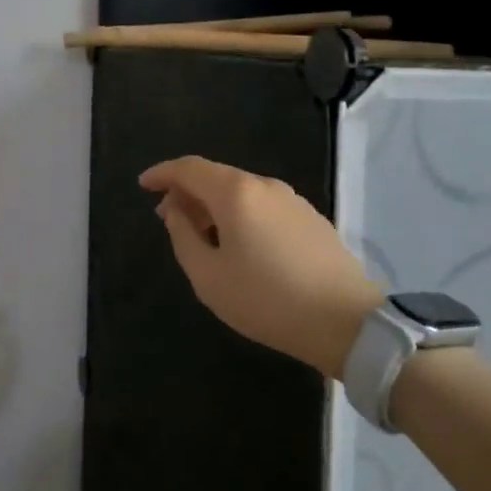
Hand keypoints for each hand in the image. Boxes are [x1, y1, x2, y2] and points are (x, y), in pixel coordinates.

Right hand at [140, 156, 379, 377]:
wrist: (347, 322)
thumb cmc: (267, 300)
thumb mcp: (209, 277)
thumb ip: (184, 237)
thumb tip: (176, 211)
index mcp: (236, 193)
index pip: (189, 168)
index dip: (162, 173)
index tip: (144, 185)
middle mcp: (264, 186)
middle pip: (216, 177)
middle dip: (187, 192)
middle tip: (168, 218)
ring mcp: (292, 200)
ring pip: (241, 192)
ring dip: (214, 205)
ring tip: (202, 236)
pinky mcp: (311, 218)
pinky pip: (263, 205)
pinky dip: (240, 214)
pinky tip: (239, 244)